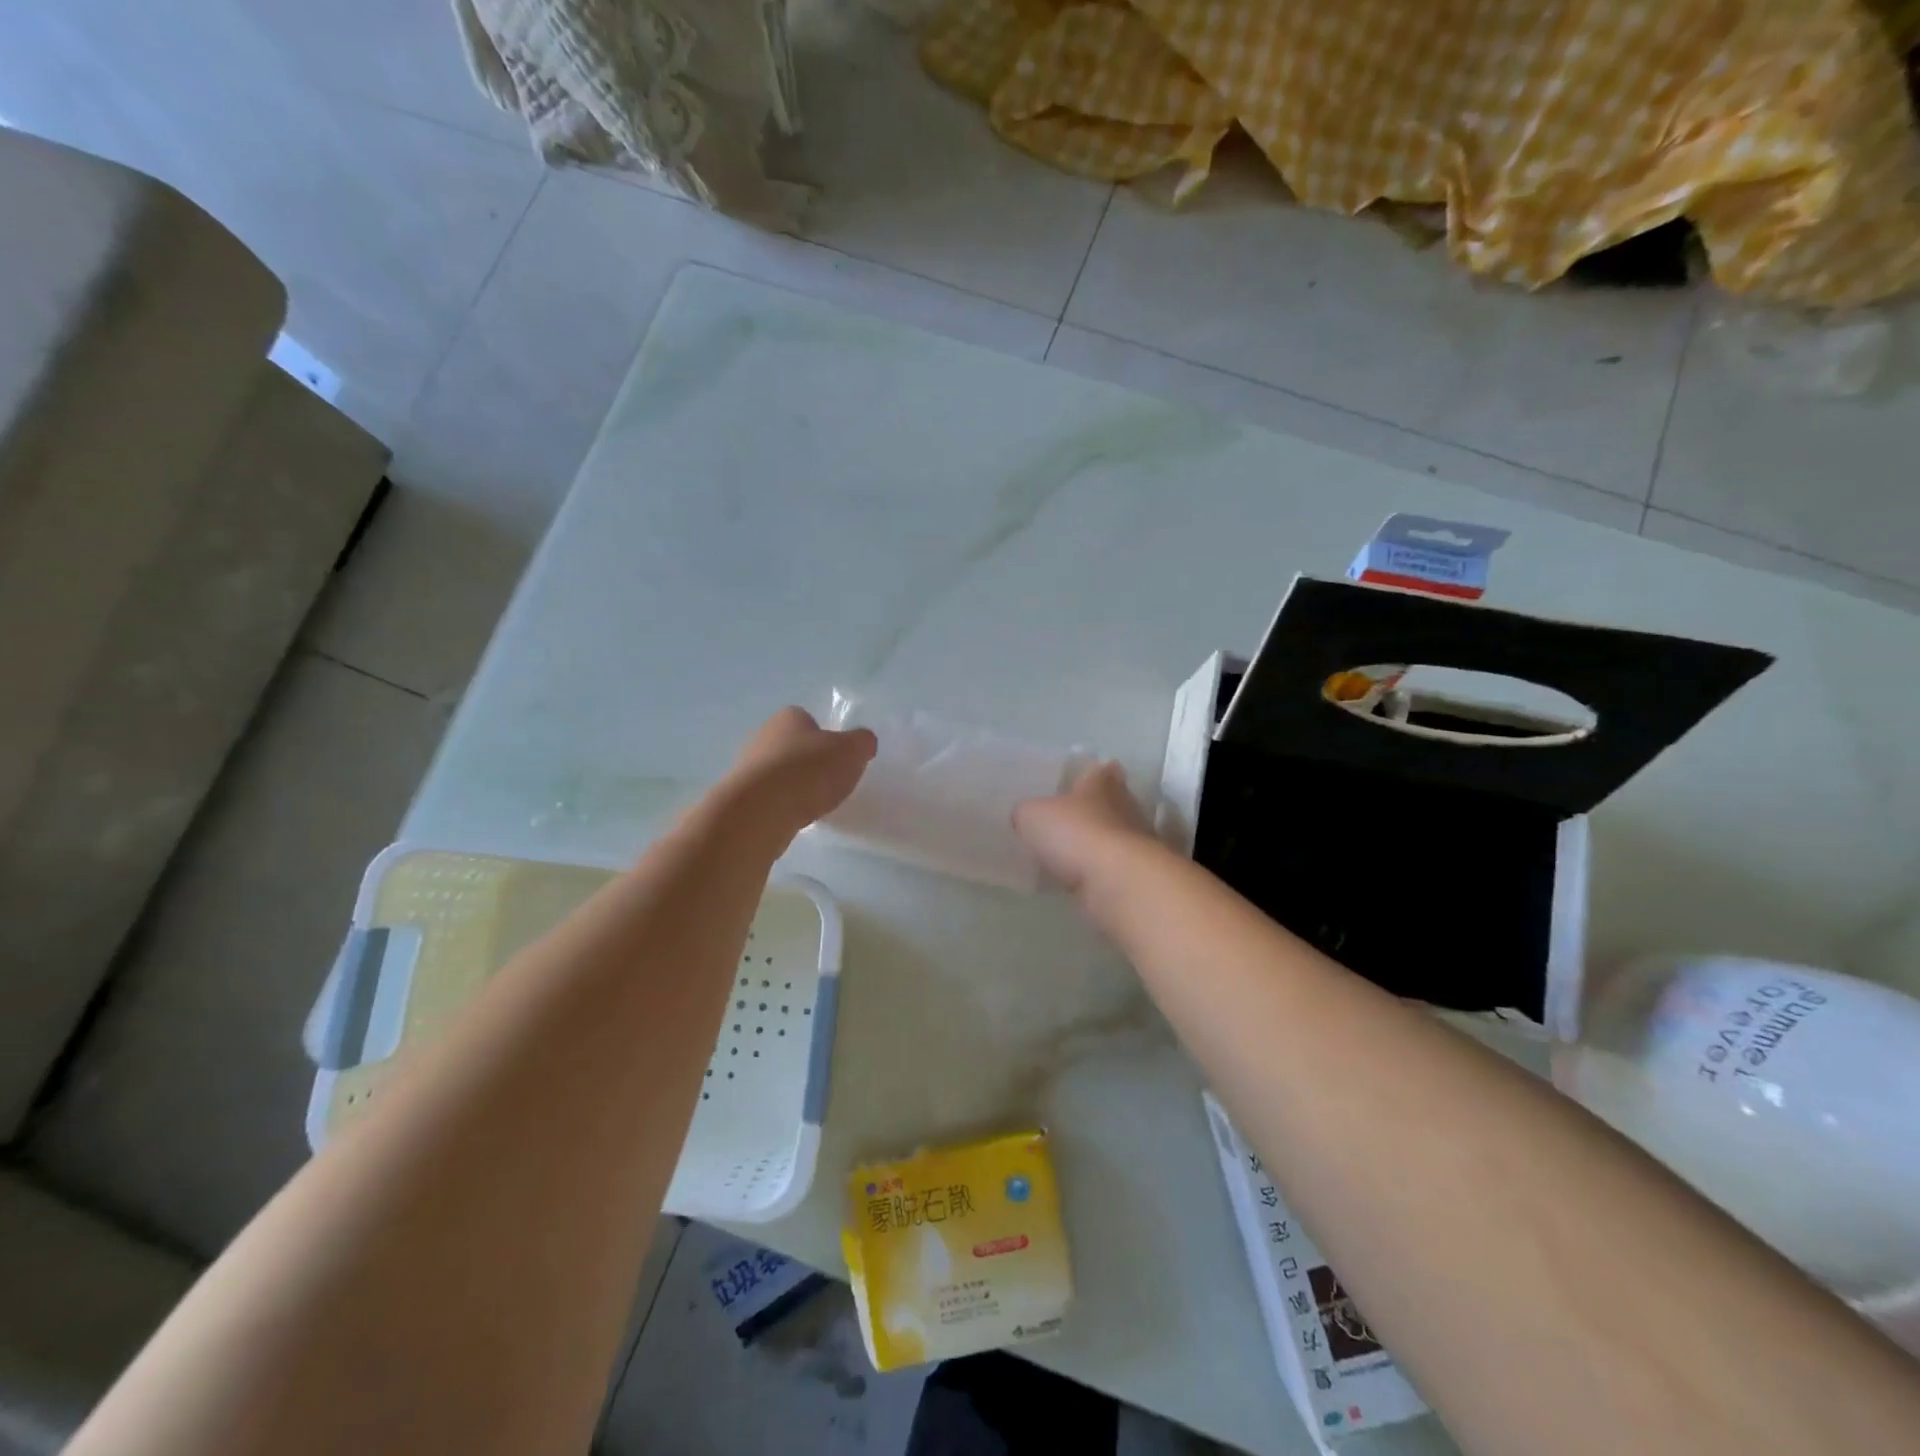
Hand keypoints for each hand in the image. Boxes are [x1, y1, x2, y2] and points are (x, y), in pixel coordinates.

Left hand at [725, 707, 877, 834]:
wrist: (761, 810)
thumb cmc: (809, 771)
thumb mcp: (852, 751)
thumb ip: (862, 743)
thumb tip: (864, 742)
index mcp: (789, 717)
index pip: (808, 720)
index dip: (825, 737)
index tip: (838, 758)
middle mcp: (763, 736)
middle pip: (791, 746)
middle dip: (807, 762)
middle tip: (828, 782)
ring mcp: (746, 767)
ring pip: (777, 773)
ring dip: (792, 785)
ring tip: (812, 805)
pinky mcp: (739, 797)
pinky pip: (767, 798)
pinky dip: (780, 806)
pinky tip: (793, 818)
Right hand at [1013, 760, 1154, 895]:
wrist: (1116, 882)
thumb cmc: (1075, 833)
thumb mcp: (1032, 815)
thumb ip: (1027, 812)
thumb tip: (1025, 817)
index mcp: (1102, 782)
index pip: (1098, 770)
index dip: (1086, 775)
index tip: (1072, 782)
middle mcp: (1125, 805)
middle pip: (1109, 802)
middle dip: (1090, 810)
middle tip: (1065, 820)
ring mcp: (1136, 841)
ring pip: (1112, 835)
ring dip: (1095, 843)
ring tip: (1067, 853)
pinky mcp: (1136, 874)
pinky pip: (1111, 867)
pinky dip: (1097, 871)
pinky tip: (1077, 879)